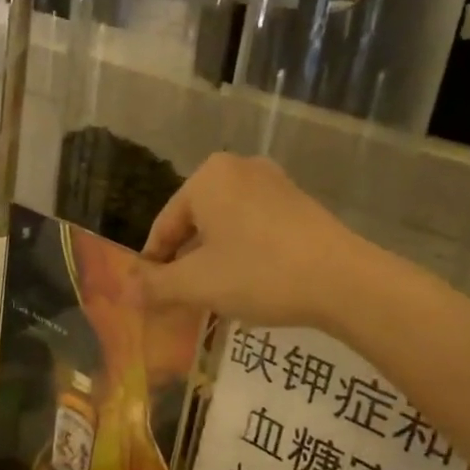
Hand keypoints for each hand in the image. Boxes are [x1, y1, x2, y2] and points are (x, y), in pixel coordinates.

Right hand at [139, 153, 365, 329]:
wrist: (344, 281)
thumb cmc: (259, 274)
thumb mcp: (197, 284)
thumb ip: (155, 285)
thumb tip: (126, 288)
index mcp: (207, 177)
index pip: (164, 226)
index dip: (153, 266)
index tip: (150, 297)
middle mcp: (239, 168)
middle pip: (194, 224)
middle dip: (185, 263)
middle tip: (181, 300)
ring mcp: (273, 183)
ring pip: (225, 227)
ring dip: (213, 261)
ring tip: (213, 297)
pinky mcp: (299, 203)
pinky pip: (253, 227)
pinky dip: (242, 253)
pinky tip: (249, 283)